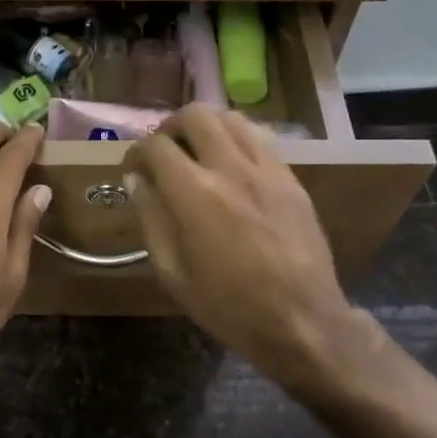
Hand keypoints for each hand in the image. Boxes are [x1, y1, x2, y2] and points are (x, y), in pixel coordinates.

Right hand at [124, 106, 359, 385]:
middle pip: (195, 115)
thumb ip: (151, 218)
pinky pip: (260, 139)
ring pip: (231, 119)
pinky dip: (237, 141)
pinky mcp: (291, 179)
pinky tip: (232, 167)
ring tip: (198, 152)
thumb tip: (136, 180)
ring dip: (207, 127)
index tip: (133, 168)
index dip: (137, 152)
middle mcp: (231, 169)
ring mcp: (267, 170)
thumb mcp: (173, 273)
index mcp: (195, 194)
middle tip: (165, 152)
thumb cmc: (229, 307)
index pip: (157, 146)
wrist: (303, 322)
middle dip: (171, 127)